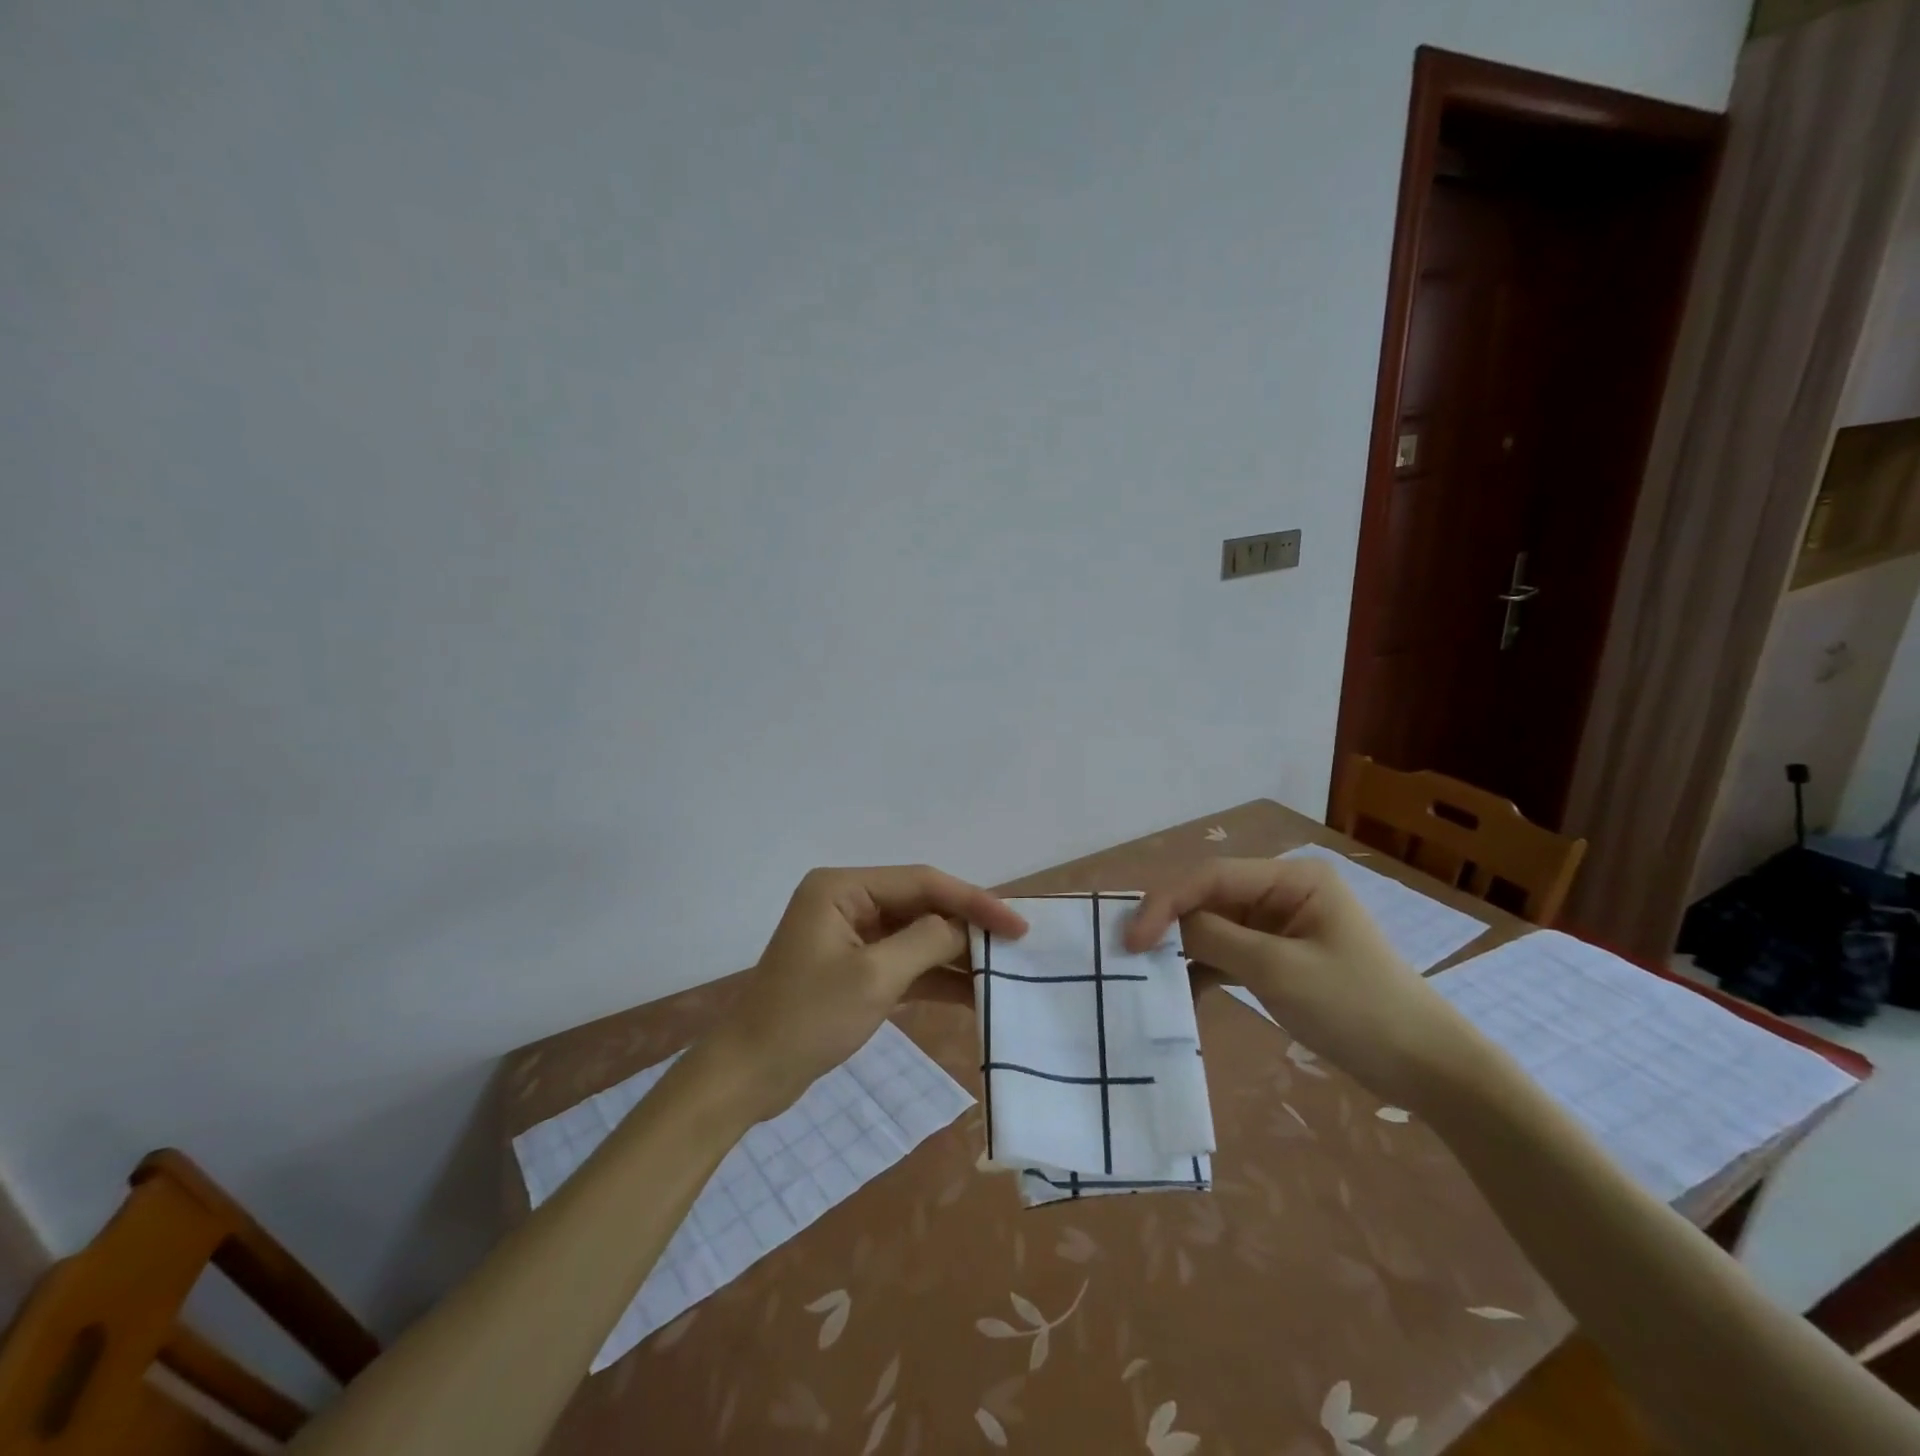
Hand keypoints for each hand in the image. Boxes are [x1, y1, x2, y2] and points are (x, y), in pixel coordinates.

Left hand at [692, 866, 1027, 1120]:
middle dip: (967, 926)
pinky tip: (973, 994)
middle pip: (921, 904)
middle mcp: (847, 900)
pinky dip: (935, 977)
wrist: (749, 1076)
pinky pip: (904, 962)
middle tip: (1017, 944)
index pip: (922, 882)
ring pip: (916, 934)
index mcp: (843, 888)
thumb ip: (926, 942)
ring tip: (1002, 970)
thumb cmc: (807, 1020)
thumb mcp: (874, 978)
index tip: (1017, 924)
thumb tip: (964, 927)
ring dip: (955, 954)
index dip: (973, 900)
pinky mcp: (854, 967)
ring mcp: (851, 934)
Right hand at [1125, 857, 1484, 1106]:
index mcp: (1291, 878)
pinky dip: (1203, 971)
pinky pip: (1228, 954)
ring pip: (1213, 927)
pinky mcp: (1278, 958)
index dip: (1165, 903)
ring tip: (1148, 976)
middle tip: (1128, 955)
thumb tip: (1162, 927)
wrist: (1428, 1070)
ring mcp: (1280, 926)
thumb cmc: (1357, 1008)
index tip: (1132, 940)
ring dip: (1183, 951)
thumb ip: (1215, 938)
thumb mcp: (1279, 970)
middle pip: (1209, 899)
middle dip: (1170, 925)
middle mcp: (1282, 893)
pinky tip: (1181, 995)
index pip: (1211, 878)